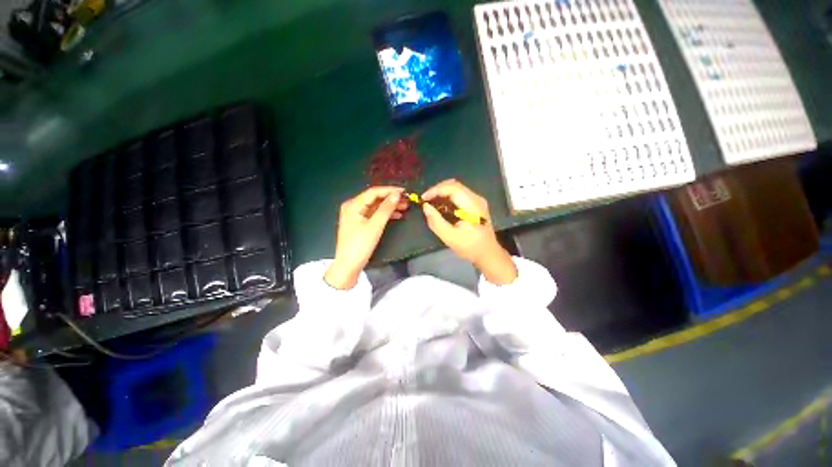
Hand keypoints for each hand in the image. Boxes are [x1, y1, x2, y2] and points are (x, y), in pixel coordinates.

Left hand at [324, 186, 407, 288]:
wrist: (349, 266)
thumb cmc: (360, 245)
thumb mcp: (375, 226)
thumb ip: (386, 209)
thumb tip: (397, 195)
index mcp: (353, 205)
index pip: (373, 192)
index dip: (389, 190)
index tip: (404, 191)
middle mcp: (353, 207)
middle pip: (374, 198)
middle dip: (391, 199)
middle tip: (407, 200)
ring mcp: (356, 215)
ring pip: (376, 207)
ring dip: (389, 206)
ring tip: (405, 207)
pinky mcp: (360, 223)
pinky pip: (374, 214)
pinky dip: (385, 214)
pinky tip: (397, 215)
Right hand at [421, 179, 517, 284]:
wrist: (488, 253)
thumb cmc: (470, 247)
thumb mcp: (450, 237)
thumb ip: (436, 222)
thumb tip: (425, 207)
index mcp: (472, 205)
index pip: (452, 188)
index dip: (435, 190)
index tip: (423, 199)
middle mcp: (476, 198)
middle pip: (454, 185)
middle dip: (437, 190)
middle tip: (426, 200)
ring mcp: (477, 200)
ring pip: (456, 189)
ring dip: (442, 193)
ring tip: (431, 203)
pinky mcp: (476, 204)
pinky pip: (459, 195)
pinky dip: (448, 198)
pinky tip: (441, 207)